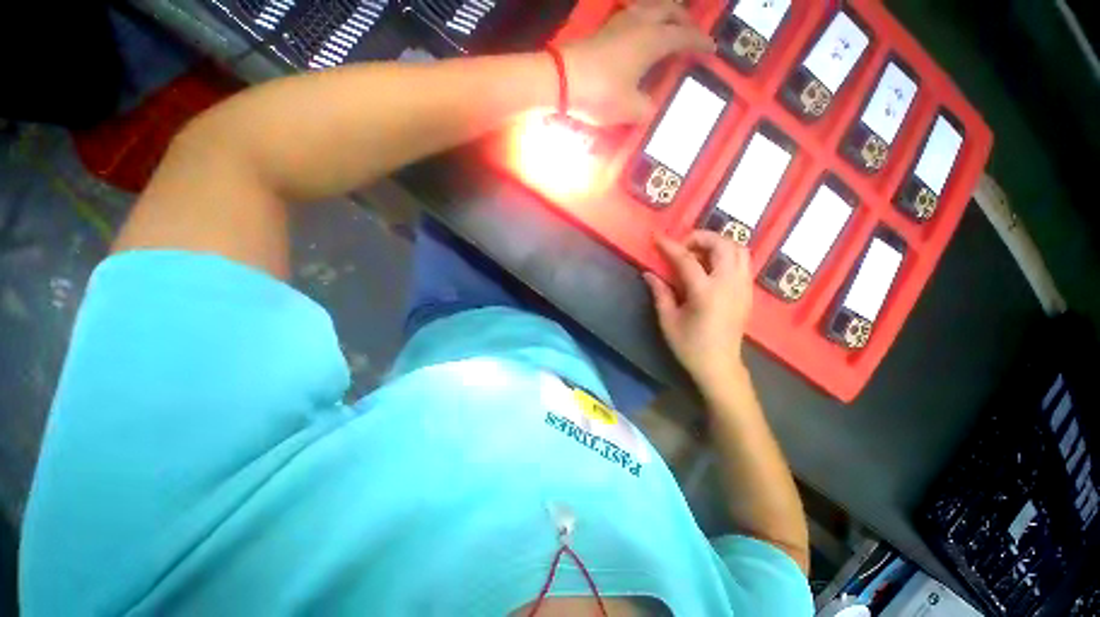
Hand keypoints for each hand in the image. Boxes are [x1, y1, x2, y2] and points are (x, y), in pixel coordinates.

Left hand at [562, 0, 714, 124]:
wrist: (561, 80)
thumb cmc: (600, 93)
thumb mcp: (630, 109)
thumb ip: (646, 109)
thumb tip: (652, 107)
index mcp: (653, 40)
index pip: (684, 35)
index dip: (700, 41)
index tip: (712, 47)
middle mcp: (641, 22)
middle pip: (670, 9)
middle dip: (684, 19)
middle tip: (691, 31)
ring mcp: (621, 22)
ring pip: (651, 6)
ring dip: (664, 12)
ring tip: (668, 25)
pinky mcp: (605, 29)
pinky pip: (634, 14)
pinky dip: (645, 18)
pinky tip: (640, 30)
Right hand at [644, 231, 752, 391]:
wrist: (720, 366)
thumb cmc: (690, 345)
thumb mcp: (668, 320)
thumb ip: (660, 292)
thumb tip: (648, 273)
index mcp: (706, 292)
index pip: (687, 259)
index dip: (669, 246)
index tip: (656, 237)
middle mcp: (729, 284)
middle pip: (723, 244)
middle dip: (701, 237)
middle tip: (682, 246)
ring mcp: (743, 287)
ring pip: (739, 249)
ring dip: (718, 243)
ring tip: (698, 253)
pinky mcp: (748, 292)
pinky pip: (743, 261)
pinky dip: (728, 254)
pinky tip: (711, 267)